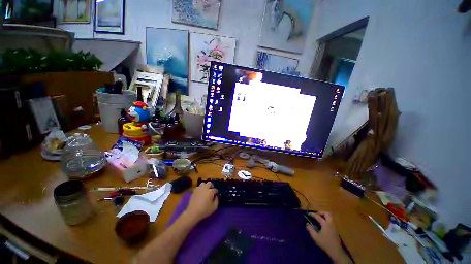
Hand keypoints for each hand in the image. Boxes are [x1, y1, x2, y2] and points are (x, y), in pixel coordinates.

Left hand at [184, 182, 218, 221]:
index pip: (215, 189)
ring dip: (205, 186)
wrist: (192, 213)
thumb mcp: (214, 207)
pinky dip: (200, 189)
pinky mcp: (194, 191)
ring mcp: (199, 189)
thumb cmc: (204, 210)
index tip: (216, 195)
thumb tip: (216, 196)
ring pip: (203, 183)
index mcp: (210, 191)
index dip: (216, 192)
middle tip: (211, 191)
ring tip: (205, 191)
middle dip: (211, 186)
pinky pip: (198, 187)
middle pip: (209, 183)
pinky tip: (200, 193)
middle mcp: (205, 188)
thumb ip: (217, 200)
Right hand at [306, 212, 349, 263]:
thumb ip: (310, 229)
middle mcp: (330, 223)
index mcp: (325, 223)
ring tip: (319, 219)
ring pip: (330, 217)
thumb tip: (307, 223)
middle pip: (327, 213)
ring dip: (324, 216)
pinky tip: (323, 225)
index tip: (307, 213)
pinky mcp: (336, 230)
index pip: (317, 216)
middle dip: (321, 212)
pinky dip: (327, 220)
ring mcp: (334, 226)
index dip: (312, 214)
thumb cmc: (325, 243)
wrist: (336, 251)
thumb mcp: (315, 237)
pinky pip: (331, 221)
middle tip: (316, 215)